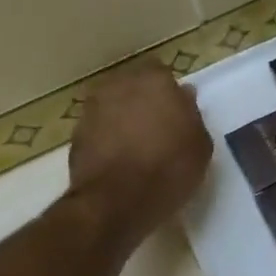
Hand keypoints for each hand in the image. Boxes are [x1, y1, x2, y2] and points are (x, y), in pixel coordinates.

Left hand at [65, 60, 212, 252]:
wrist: (115, 202)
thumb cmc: (168, 169)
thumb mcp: (200, 145)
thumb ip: (192, 115)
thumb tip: (182, 98)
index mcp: (154, 81)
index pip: (162, 73)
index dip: (168, 92)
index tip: (176, 113)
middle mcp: (120, 85)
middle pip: (134, 86)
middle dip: (143, 101)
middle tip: (157, 128)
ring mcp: (93, 109)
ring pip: (113, 106)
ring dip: (122, 119)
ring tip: (135, 147)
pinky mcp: (75, 134)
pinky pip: (98, 129)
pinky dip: (106, 139)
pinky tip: (118, 161)